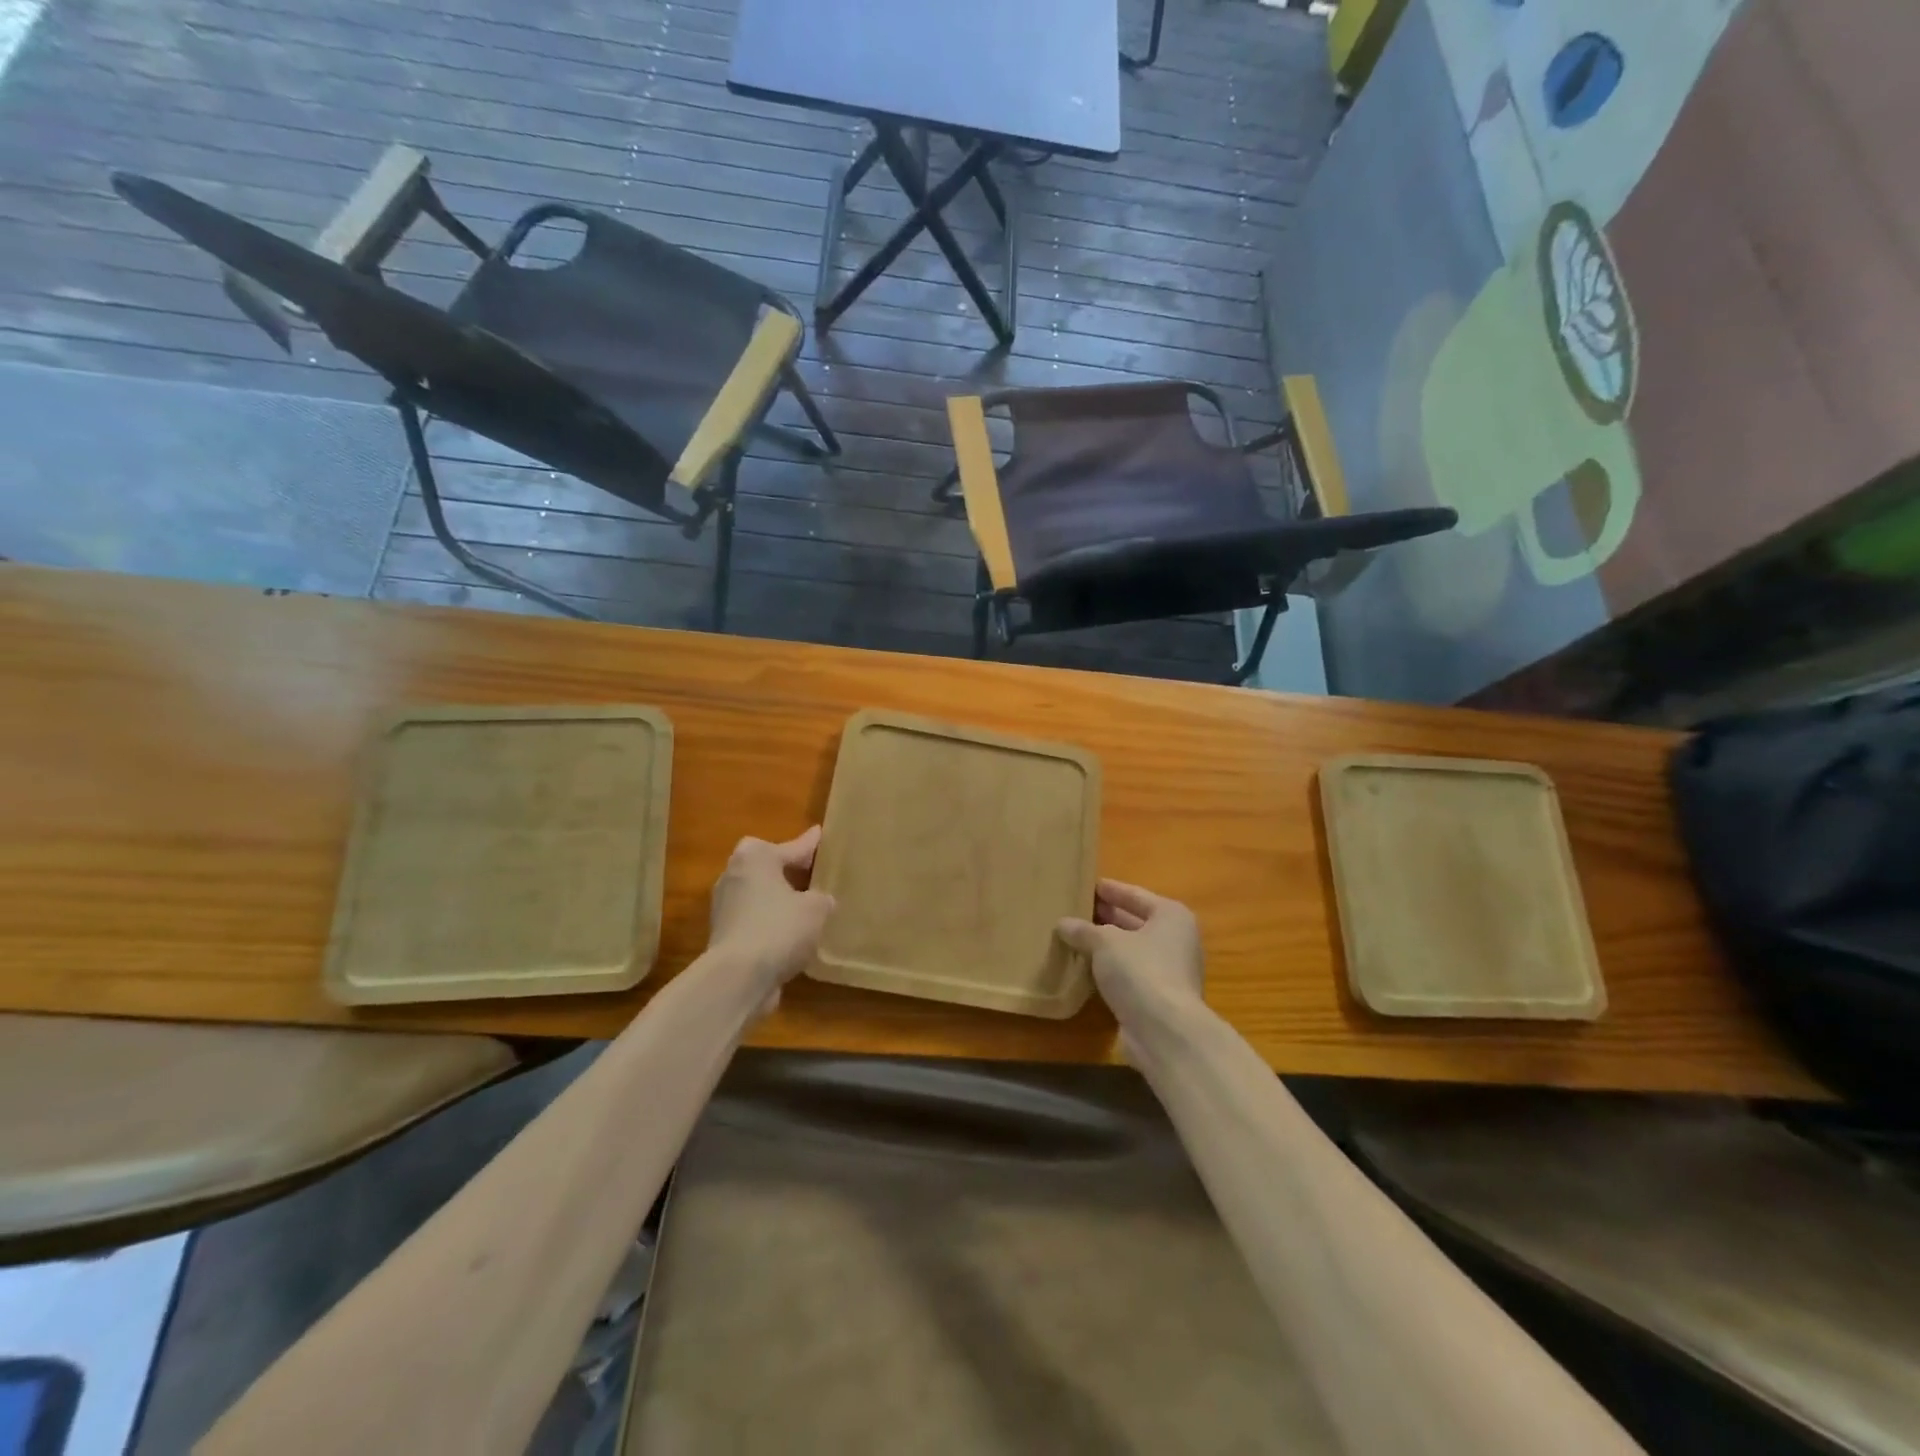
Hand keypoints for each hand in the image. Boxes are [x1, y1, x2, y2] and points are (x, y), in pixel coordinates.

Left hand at [708, 827, 834, 1010]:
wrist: (737, 978)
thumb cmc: (778, 928)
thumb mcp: (815, 909)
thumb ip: (821, 898)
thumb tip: (820, 900)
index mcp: (756, 857)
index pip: (791, 847)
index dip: (810, 844)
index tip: (820, 834)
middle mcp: (734, 875)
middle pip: (767, 867)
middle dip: (787, 870)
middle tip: (812, 872)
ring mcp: (725, 907)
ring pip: (759, 895)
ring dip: (778, 899)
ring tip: (805, 906)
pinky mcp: (724, 935)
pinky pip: (755, 920)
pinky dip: (771, 924)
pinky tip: (791, 935)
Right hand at [1057, 879, 1203, 1022]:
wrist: (1165, 1031)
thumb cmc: (1140, 971)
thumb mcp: (1105, 942)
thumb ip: (1084, 930)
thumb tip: (1062, 924)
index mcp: (1171, 916)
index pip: (1135, 895)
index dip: (1111, 890)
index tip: (1088, 884)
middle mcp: (1175, 939)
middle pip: (1135, 921)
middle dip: (1107, 917)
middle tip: (1076, 909)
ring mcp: (1170, 971)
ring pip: (1131, 949)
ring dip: (1106, 945)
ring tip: (1074, 936)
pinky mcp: (1158, 997)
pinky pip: (1130, 974)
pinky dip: (1110, 969)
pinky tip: (1085, 967)